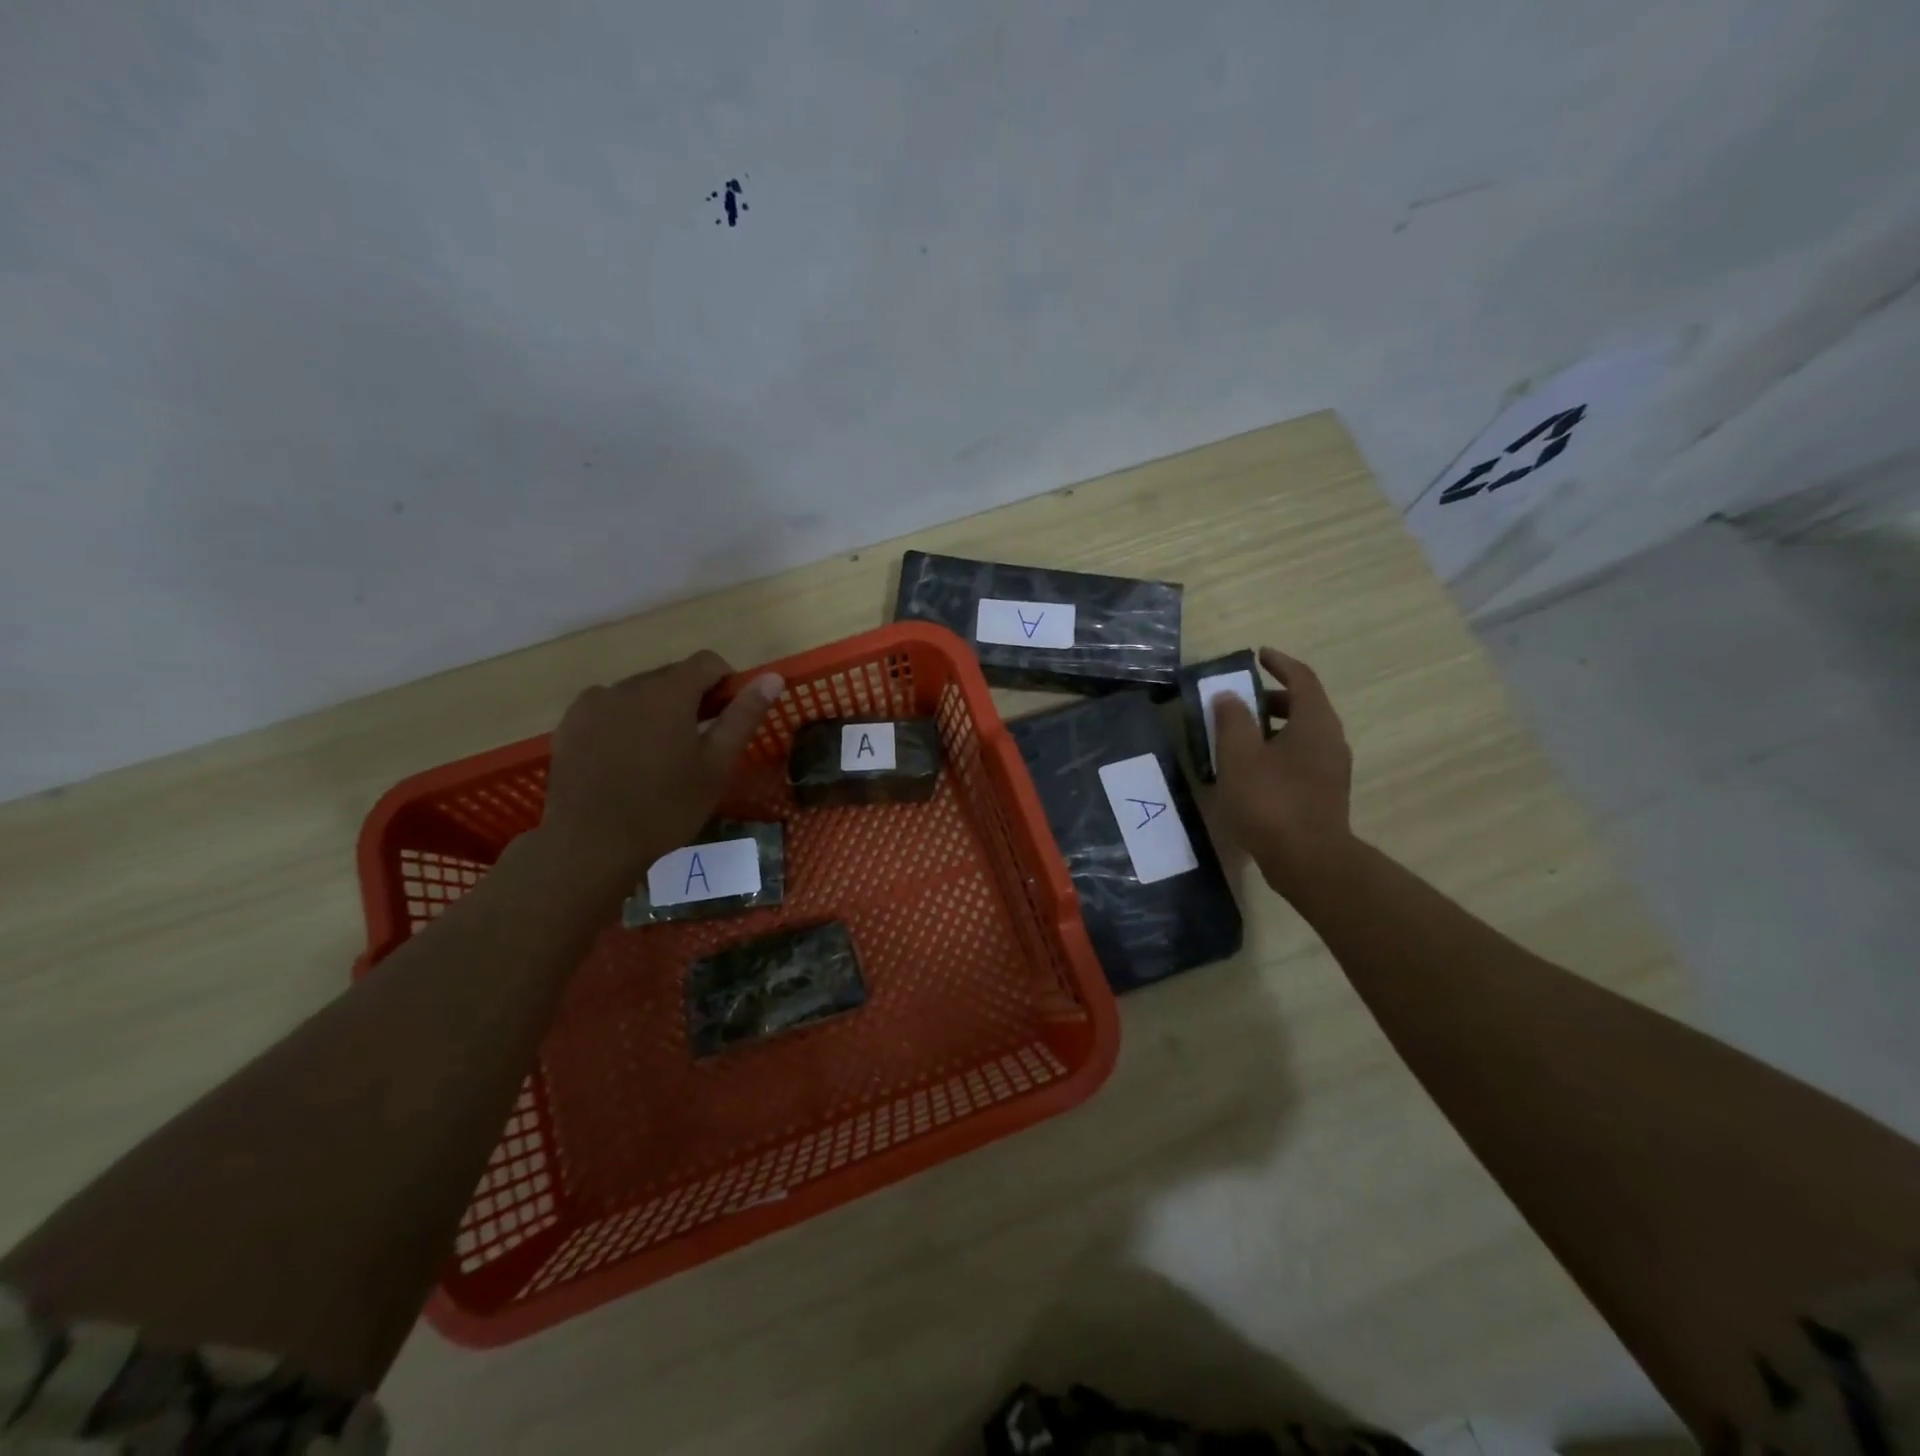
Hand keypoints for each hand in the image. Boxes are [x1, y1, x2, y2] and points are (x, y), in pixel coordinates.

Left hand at [537, 650, 783, 895]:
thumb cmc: (666, 807)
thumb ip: (743, 715)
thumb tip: (774, 677)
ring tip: (658, 757)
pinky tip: (624, 759)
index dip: (726, 684)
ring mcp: (594, 702)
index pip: (708, 662)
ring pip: (640, 692)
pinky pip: (608, 707)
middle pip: (672, 676)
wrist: (590, 844)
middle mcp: (630, 684)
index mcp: (670, 691)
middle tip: (697, 746)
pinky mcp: (570, 723)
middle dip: (691, 700)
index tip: (728, 719)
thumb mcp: (716, 765)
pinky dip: (624, 721)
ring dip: (657, 710)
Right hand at [1211, 647, 1355, 899]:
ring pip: (1301, 734)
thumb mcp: (1239, 756)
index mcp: (1314, 722)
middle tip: (1239, 701)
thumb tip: (1228, 696)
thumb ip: (1232, 720)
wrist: (1308, 860)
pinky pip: (1300, 758)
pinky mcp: (1324, 794)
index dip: (1280, 663)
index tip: (1258, 655)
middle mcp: (1330, 740)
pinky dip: (1277, 751)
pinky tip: (1251, 771)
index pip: (1302, 678)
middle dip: (1271, 698)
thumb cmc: (1271, 801)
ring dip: (1272, 728)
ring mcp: (1331, 769)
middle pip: (1303, 706)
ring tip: (1238, 738)